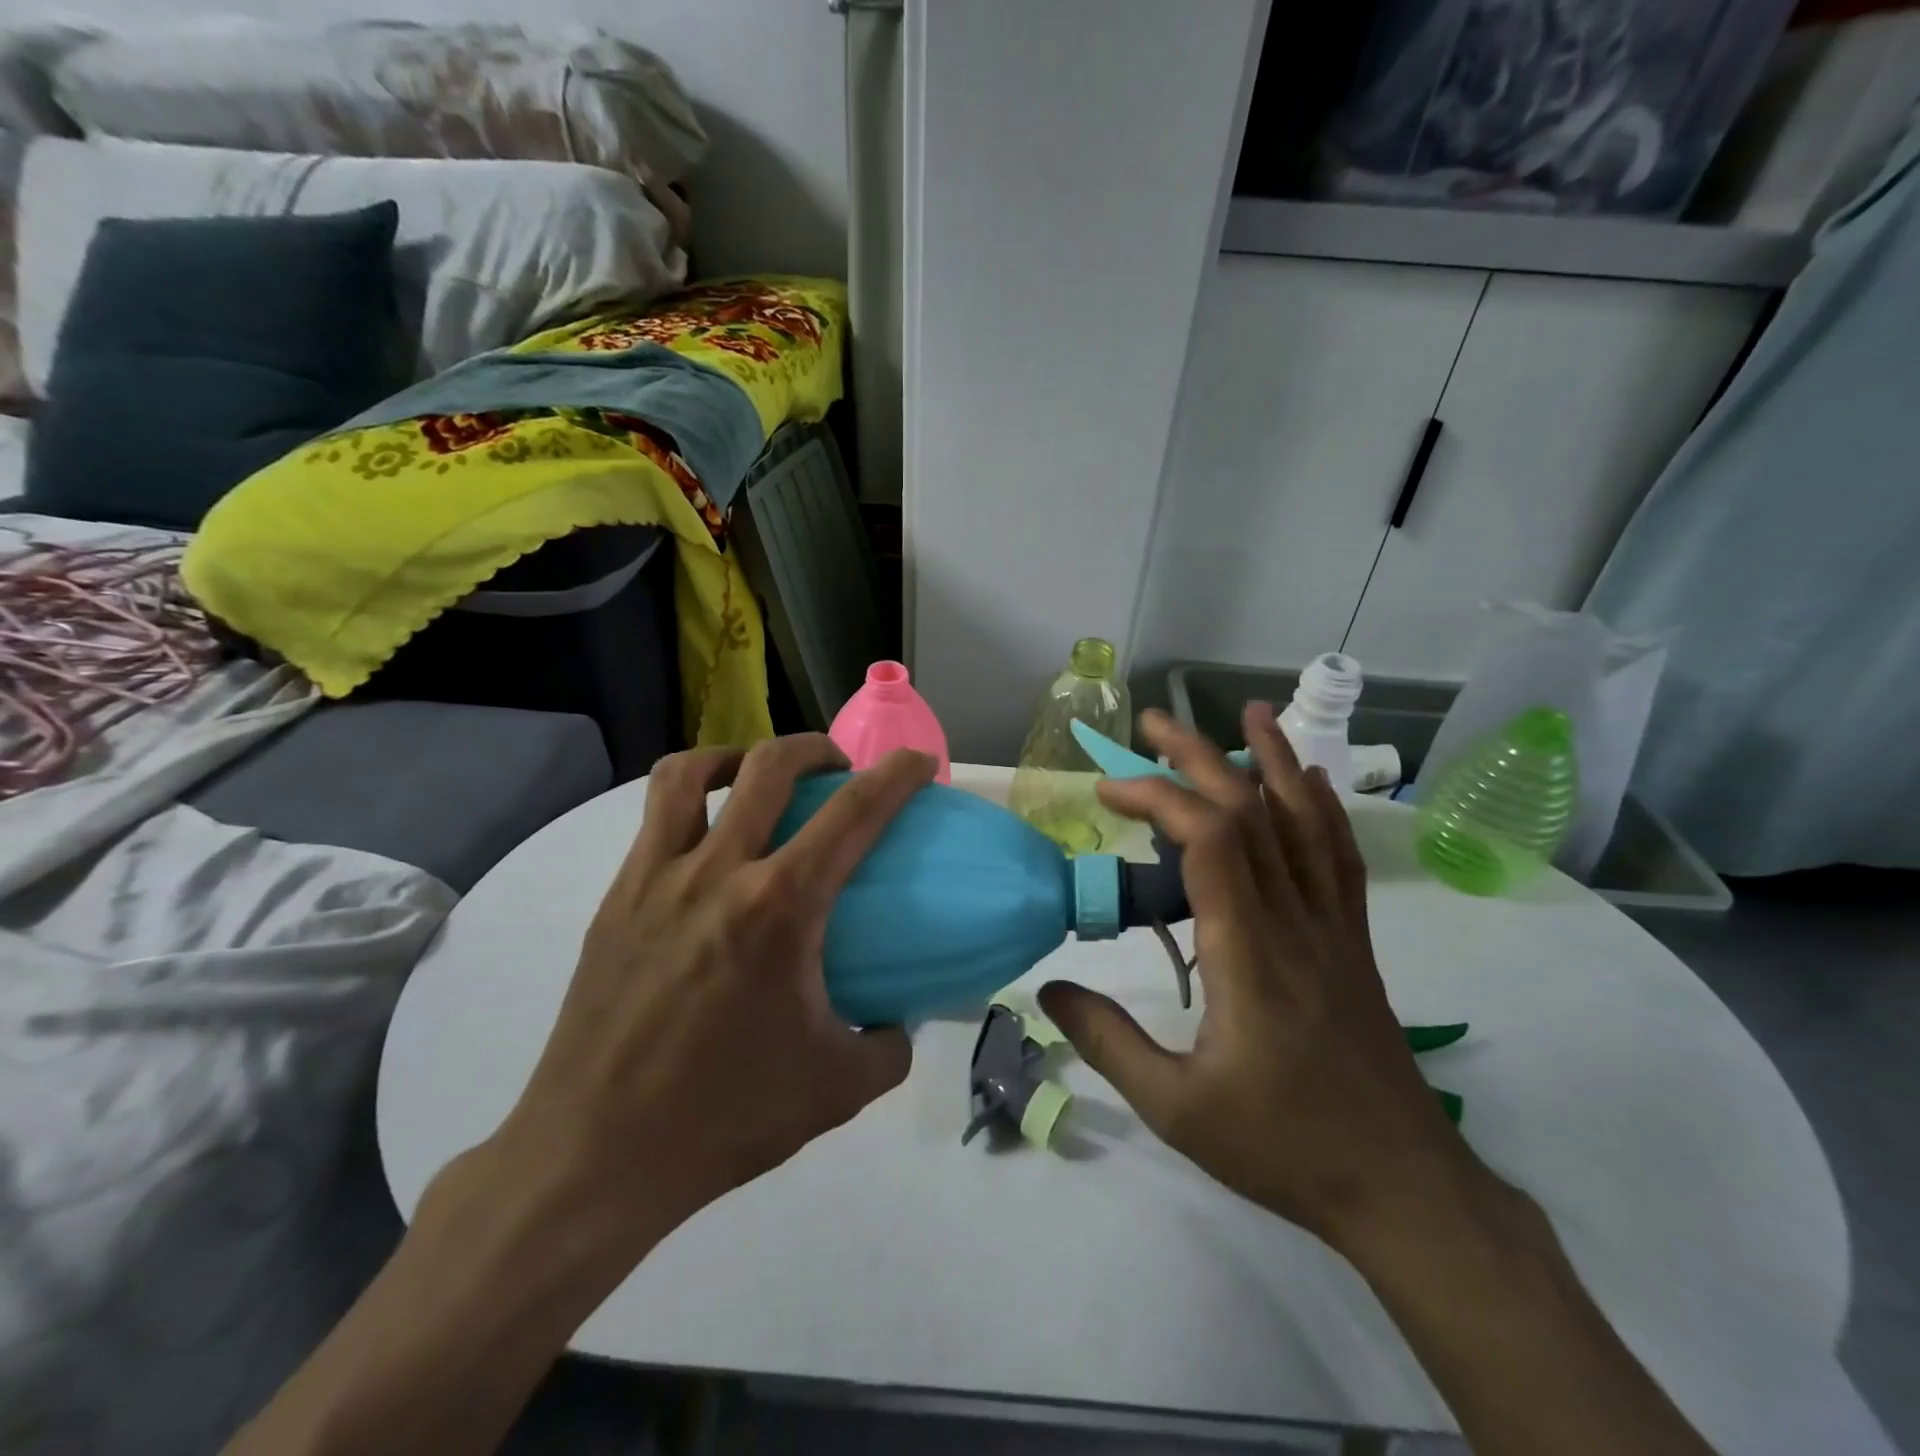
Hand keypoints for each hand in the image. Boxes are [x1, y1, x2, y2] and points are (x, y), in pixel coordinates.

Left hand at [478, 735, 935, 1262]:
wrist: (593, 1158)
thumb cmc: (723, 1117)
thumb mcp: (837, 1089)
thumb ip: (888, 1046)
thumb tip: (899, 1020)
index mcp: (780, 907)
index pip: (854, 813)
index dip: (896, 775)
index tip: (918, 761)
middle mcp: (717, 872)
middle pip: (770, 765)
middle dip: (816, 749)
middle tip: (838, 771)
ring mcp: (655, 879)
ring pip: (690, 772)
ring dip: (738, 756)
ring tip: (759, 779)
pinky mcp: (616, 899)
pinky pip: (654, 818)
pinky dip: (691, 799)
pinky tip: (709, 840)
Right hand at [1039, 707, 1488, 1254]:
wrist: (1402, 1186)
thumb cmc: (1283, 1145)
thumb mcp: (1176, 1108)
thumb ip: (1108, 1042)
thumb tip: (1048, 988)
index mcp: (1247, 950)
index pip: (1208, 840)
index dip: (1156, 798)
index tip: (1106, 791)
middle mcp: (1292, 919)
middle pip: (1249, 811)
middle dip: (1196, 756)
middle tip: (1151, 722)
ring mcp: (1331, 925)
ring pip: (1303, 820)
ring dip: (1269, 759)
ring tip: (1246, 713)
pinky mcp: (1352, 939)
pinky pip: (1338, 855)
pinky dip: (1321, 806)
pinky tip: (1307, 779)